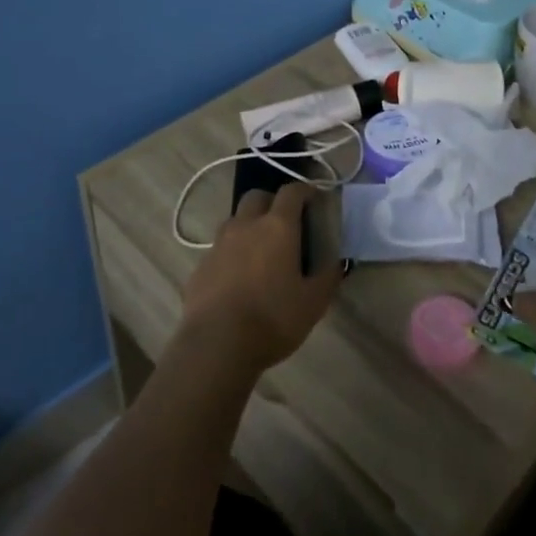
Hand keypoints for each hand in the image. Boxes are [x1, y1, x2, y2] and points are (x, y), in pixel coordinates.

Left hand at [177, 184, 341, 377]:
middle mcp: (246, 225)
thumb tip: (335, 262)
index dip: (304, 190)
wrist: (216, 344)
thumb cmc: (272, 319)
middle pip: (257, 196)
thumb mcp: (313, 303)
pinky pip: (219, 248)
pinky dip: (232, 253)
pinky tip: (238, 277)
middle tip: (285, 222)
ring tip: (261, 251)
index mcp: (277, 227)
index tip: (314, 198)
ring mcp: (219, 244)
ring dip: (249, 225)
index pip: (292, 192)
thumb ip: (327, 277)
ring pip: (235, 220)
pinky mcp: (201, 265)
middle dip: (272, 202)